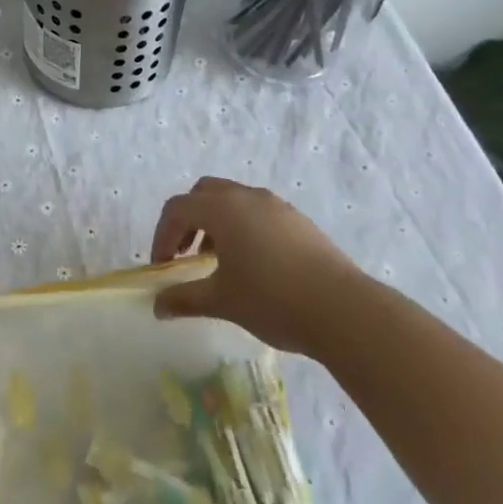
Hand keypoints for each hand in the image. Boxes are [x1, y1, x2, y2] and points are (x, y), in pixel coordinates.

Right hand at [151, 177, 363, 355]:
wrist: (344, 311)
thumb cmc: (272, 300)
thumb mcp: (221, 301)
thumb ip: (184, 299)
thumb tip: (158, 306)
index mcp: (222, 209)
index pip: (177, 209)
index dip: (162, 235)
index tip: (163, 266)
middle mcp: (246, 197)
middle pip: (203, 193)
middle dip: (188, 220)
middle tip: (185, 253)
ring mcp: (276, 206)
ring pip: (233, 199)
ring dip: (216, 222)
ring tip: (218, 260)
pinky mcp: (299, 220)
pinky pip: (258, 211)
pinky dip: (243, 226)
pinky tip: (253, 263)